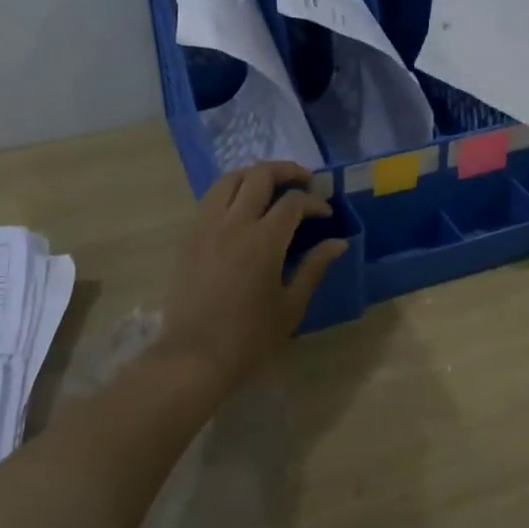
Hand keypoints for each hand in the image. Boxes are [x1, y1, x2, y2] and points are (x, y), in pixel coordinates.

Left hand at [159, 162, 347, 388]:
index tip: (326, 214)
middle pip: (260, 175)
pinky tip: (241, 207)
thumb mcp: (291, 306)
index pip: (293, 202)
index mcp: (264, 240)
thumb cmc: (249, 337)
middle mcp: (234, 222)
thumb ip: (314, 267)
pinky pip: (211, 198)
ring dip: (254, 174)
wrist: (195, 356)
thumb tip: (338, 242)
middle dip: (287, 171)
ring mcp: (207, 225)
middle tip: (304, 182)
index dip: (314, 202)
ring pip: (230, 178)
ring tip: (271, 186)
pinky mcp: (190, 236)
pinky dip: (231, 191)